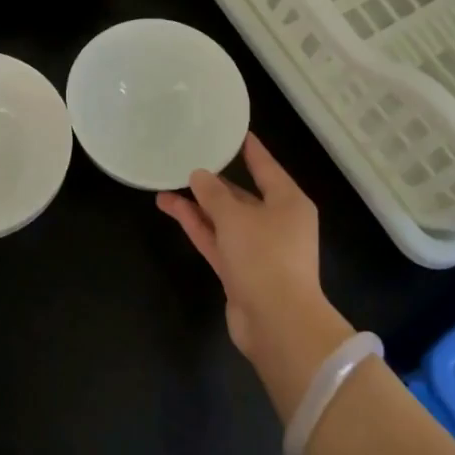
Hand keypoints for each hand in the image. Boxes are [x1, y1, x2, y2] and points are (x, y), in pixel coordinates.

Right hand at [156, 134, 352, 417]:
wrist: (277, 323)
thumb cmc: (265, 257)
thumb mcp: (236, 217)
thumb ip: (214, 194)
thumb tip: (200, 175)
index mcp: (288, 202)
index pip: (266, 167)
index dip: (249, 149)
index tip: (233, 131)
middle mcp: (276, 222)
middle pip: (243, 195)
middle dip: (214, 182)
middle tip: (187, 161)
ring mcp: (258, 249)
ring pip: (224, 219)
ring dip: (198, 205)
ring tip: (165, 187)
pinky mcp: (241, 271)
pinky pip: (217, 240)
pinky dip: (198, 226)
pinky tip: (173, 209)